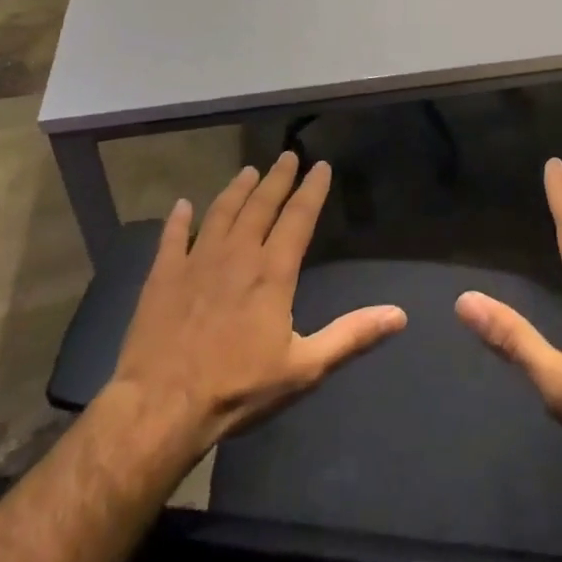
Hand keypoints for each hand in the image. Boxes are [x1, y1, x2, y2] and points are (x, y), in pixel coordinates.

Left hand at [111, 152, 406, 459]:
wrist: (162, 404)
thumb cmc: (238, 388)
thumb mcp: (304, 368)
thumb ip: (351, 336)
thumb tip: (399, 314)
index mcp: (272, 272)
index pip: (298, 218)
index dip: (312, 190)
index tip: (321, 166)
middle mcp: (237, 255)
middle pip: (261, 206)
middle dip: (277, 179)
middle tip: (287, 156)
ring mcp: (196, 261)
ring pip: (221, 212)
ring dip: (236, 190)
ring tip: (248, 171)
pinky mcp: (163, 275)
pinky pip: (172, 237)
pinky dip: (178, 219)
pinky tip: (181, 205)